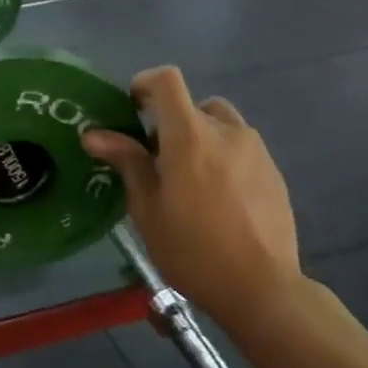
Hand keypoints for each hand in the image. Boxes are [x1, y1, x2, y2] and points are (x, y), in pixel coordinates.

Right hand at [83, 67, 301, 323]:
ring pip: (220, 125)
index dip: (144, 84)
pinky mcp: (273, 171)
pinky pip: (241, 148)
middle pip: (193, 105)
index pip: (167, 80)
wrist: (261, 287)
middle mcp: (226, 131)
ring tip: (189, 180)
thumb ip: (127, 162)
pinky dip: (222, 157)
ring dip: (199, 138)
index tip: (131, 109)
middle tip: (156, 160)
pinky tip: (217, 199)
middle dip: (171, 122)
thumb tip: (95, 134)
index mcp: (190, 135)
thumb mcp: (147, 208)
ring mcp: (256, 150)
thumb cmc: (192, 249)